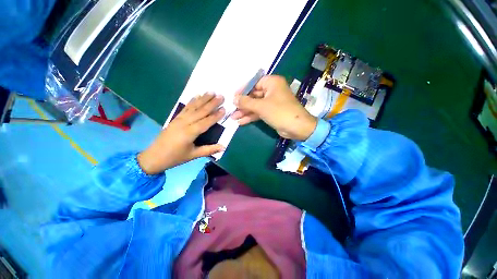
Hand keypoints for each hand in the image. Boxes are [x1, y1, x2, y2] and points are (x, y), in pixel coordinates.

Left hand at [137, 93, 225, 174]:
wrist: (154, 157)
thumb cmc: (175, 157)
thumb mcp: (193, 155)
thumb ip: (209, 150)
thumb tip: (224, 147)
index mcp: (190, 133)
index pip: (206, 122)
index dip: (216, 115)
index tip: (224, 108)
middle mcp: (184, 123)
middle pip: (200, 111)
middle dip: (211, 103)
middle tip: (221, 96)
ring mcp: (179, 119)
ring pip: (193, 107)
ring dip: (203, 99)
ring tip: (211, 92)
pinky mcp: (175, 119)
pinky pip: (185, 108)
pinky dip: (191, 101)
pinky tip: (196, 96)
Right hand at [232, 75, 316, 140]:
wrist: (297, 128)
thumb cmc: (279, 112)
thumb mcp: (261, 106)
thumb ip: (246, 102)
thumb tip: (234, 99)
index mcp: (272, 83)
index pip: (254, 83)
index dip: (243, 90)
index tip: (233, 97)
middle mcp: (272, 91)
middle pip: (254, 95)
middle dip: (243, 104)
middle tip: (232, 110)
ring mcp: (272, 102)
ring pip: (255, 105)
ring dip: (245, 112)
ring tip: (233, 118)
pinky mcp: (271, 112)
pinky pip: (259, 112)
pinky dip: (251, 117)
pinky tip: (241, 122)